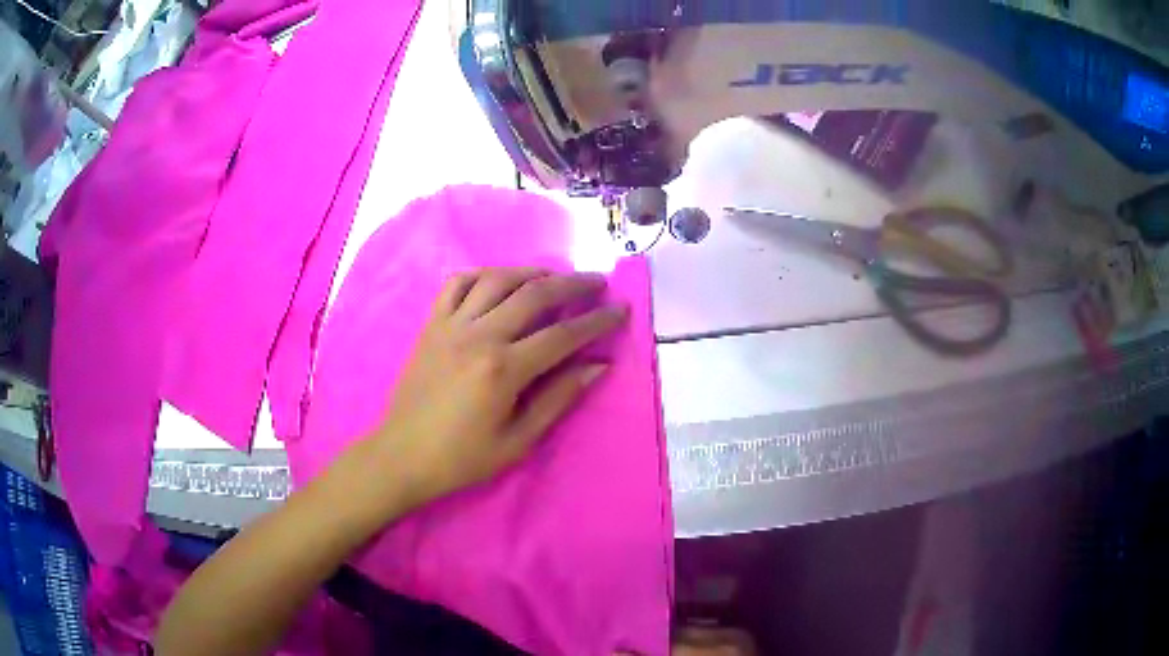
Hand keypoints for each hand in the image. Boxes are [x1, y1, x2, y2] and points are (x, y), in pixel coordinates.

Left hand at [365, 267, 627, 510]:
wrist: (401, 456)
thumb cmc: (462, 458)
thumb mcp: (518, 441)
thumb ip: (558, 399)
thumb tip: (597, 367)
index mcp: (504, 369)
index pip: (563, 335)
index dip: (597, 321)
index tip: (620, 310)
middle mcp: (479, 335)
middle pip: (535, 295)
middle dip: (573, 285)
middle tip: (597, 283)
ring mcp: (451, 325)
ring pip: (498, 279)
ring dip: (532, 272)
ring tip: (555, 278)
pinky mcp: (431, 324)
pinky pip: (457, 284)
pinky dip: (482, 274)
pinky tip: (498, 281)